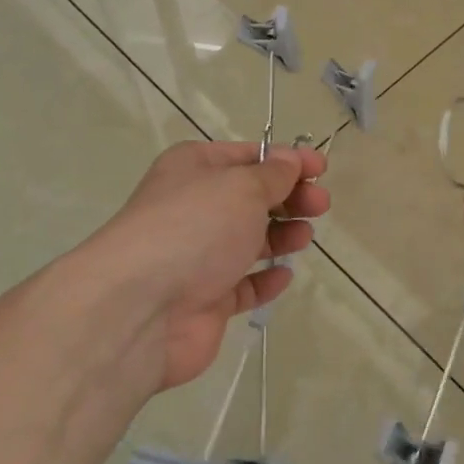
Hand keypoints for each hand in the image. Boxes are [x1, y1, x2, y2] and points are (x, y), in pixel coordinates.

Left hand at [90, 140, 328, 393]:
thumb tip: (290, 161)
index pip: (247, 156)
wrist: (142, 306)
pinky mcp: (206, 299)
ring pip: (249, 240)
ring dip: (281, 236)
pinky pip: (244, 285)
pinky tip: (283, 275)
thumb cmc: (196, 228)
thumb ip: (274, 175)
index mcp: (194, 168)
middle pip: (252, 198)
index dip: (286, 161)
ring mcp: (198, 256)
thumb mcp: (242, 187)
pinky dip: (265, 279)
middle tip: (320, 206)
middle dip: (289, 199)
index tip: (321, 170)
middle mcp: (194, 208)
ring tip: (303, 237)